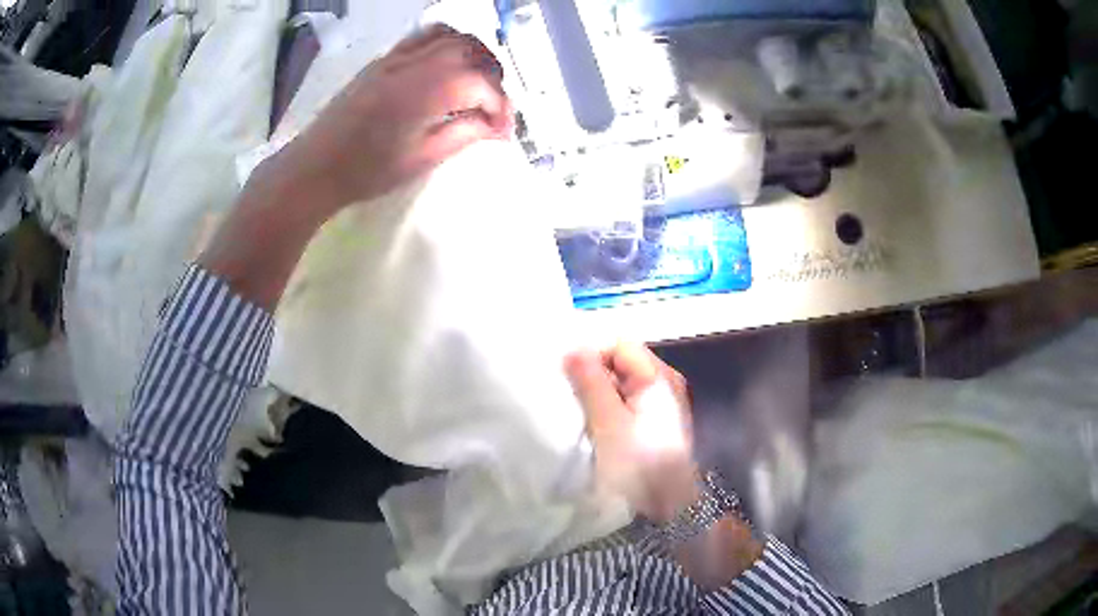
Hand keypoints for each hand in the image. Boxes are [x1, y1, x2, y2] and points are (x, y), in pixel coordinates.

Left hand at [273, 24, 513, 215]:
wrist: (315, 167)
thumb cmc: (367, 171)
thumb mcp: (423, 158)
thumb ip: (465, 134)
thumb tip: (496, 126)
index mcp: (427, 91)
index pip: (482, 84)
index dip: (501, 107)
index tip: (503, 132)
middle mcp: (416, 64)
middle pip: (472, 50)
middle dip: (493, 75)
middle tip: (492, 106)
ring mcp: (397, 57)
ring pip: (451, 36)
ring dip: (473, 53)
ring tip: (475, 81)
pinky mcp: (384, 59)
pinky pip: (424, 36)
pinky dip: (446, 43)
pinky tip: (445, 67)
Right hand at [565, 343, 699, 522]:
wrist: (670, 505)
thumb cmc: (639, 462)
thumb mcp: (608, 421)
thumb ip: (590, 381)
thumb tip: (573, 348)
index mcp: (658, 376)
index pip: (618, 345)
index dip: (592, 357)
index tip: (569, 380)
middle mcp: (665, 382)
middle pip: (622, 362)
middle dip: (594, 376)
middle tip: (573, 400)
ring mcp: (664, 403)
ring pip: (623, 384)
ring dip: (600, 394)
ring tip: (583, 416)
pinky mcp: (658, 422)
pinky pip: (629, 402)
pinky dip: (611, 409)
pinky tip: (599, 428)